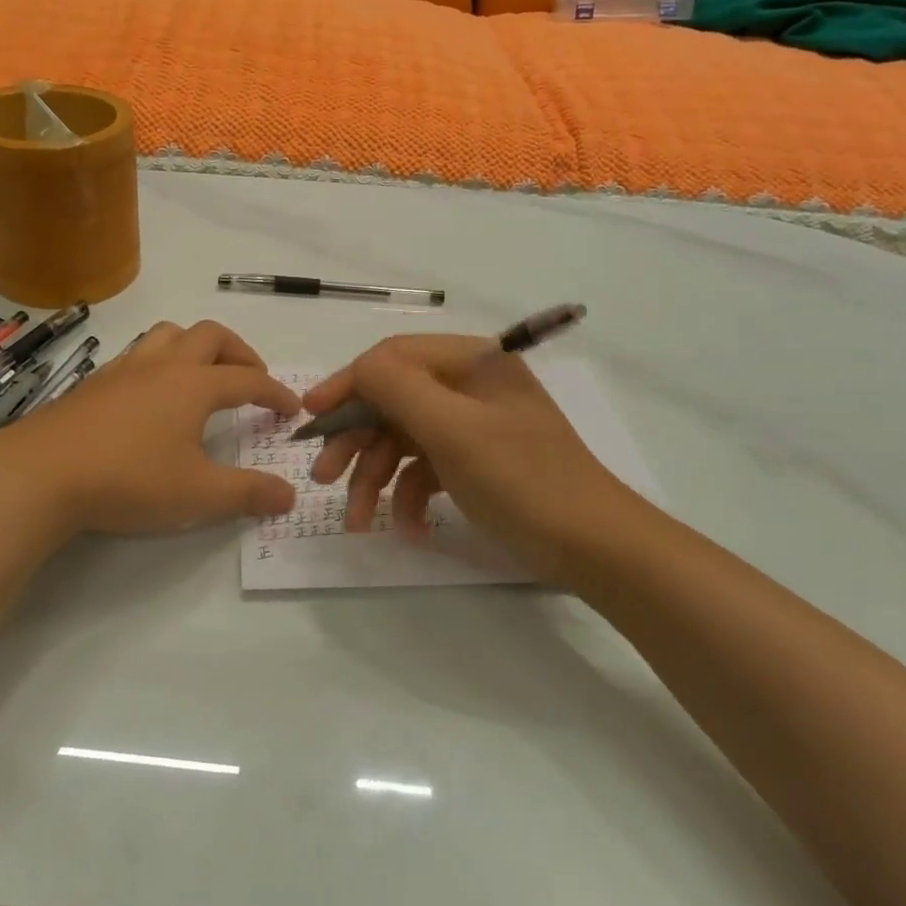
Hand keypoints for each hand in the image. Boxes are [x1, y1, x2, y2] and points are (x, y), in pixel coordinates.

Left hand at [0, 319, 300, 538]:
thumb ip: (247, 494)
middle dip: (240, 352)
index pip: (248, 379)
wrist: (42, 472)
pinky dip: (161, 360)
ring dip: (197, 345)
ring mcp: (126, 368)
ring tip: (204, 374)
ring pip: (170, 334)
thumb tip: (289, 496)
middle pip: (212, 336)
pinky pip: (139, 352)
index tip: (290, 409)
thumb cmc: (129, 479)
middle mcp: (164, 365)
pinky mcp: (97, 381)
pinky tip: (153, 393)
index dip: (275, 392)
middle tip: (252, 378)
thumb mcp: (198, 495)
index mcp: (195, 385)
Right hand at [303, 335, 646, 577]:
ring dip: (376, 477)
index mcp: (472, 362)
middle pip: (394, 401)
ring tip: (356, 520)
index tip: (310, 416)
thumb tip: (358, 368)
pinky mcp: (476, 462)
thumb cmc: (522, 479)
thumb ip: (398, 388)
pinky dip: (411, 496)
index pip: (393, 358)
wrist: (594, 547)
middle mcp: (470, 386)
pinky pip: (427, 468)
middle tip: (323, 477)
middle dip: (356, 440)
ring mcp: (473, 426)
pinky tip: (409, 529)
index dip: (348, 384)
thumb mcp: (453, 429)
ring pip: (405, 439)